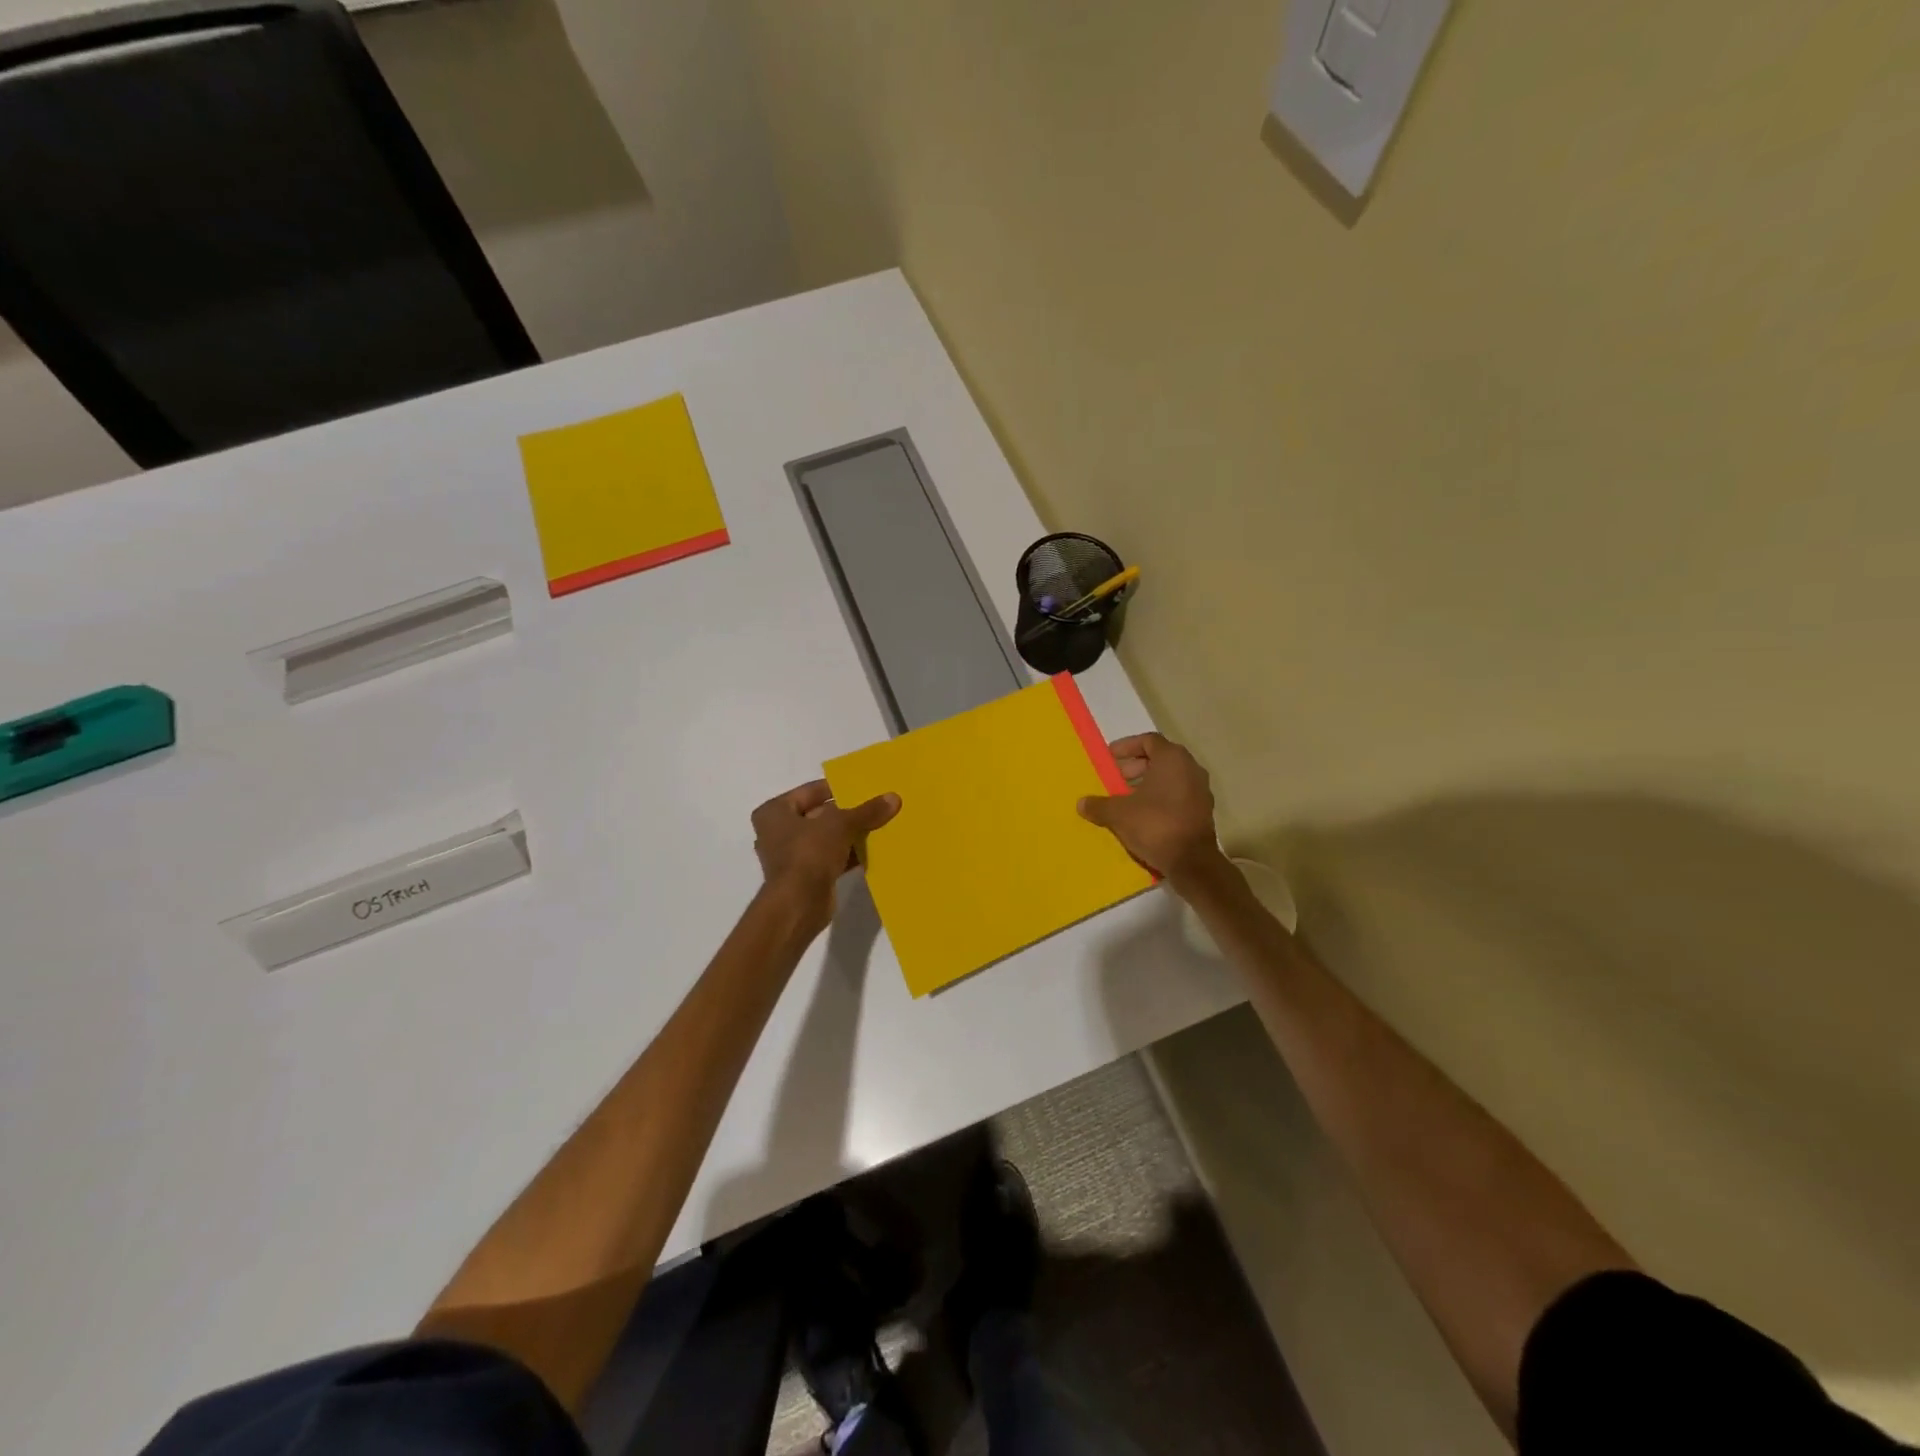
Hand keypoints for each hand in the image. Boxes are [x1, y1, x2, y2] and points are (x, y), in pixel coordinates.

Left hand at [752, 780, 899, 931]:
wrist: (798, 904)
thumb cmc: (809, 852)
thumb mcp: (841, 824)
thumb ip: (866, 811)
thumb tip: (894, 798)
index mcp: (775, 811)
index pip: (811, 791)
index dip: (837, 788)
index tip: (863, 787)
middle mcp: (778, 831)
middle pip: (820, 814)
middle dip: (848, 813)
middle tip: (876, 806)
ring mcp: (792, 856)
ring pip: (827, 837)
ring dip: (850, 834)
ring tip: (880, 825)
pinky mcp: (806, 876)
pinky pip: (831, 857)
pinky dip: (849, 854)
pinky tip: (874, 850)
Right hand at [1077, 733, 1224, 885]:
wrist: (1192, 862)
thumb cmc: (1155, 825)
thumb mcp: (1119, 814)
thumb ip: (1099, 805)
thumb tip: (1082, 803)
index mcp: (1172, 759)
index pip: (1148, 740)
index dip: (1127, 746)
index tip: (1110, 759)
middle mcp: (1191, 768)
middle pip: (1160, 758)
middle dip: (1135, 767)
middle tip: (1116, 779)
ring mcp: (1201, 790)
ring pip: (1170, 777)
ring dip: (1147, 783)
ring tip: (1126, 798)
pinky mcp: (1203, 810)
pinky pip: (1178, 794)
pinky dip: (1160, 797)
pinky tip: (1143, 815)